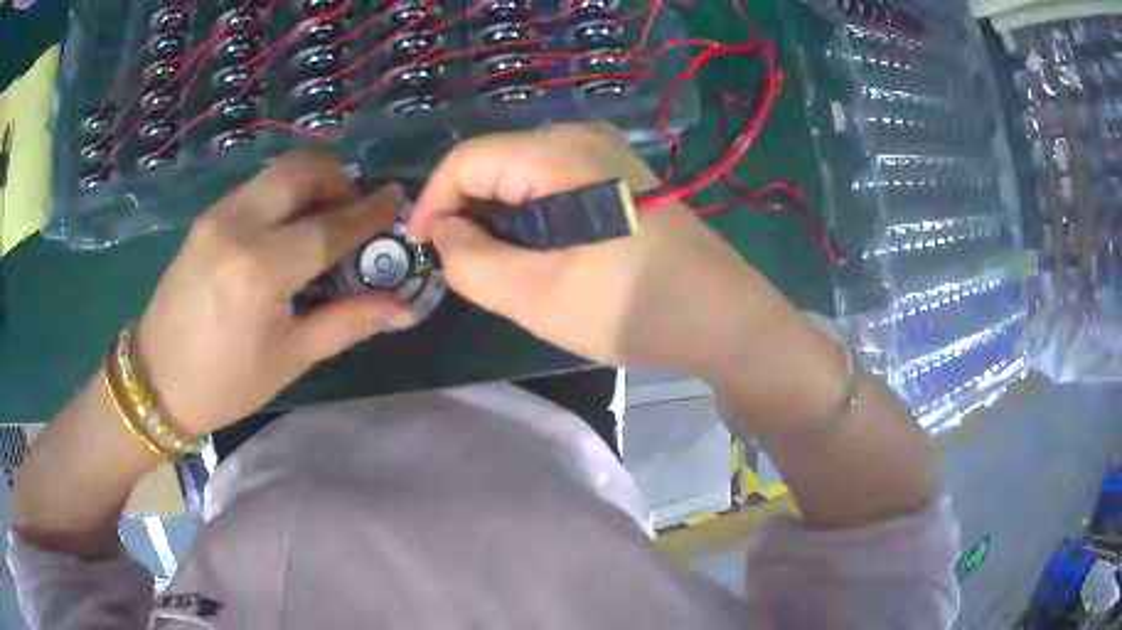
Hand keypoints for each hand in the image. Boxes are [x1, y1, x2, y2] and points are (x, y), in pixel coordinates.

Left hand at [136, 150, 416, 437]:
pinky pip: (257, 187)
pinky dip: (284, 194)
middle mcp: (238, 226)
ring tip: (323, 220)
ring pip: (278, 171)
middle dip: (339, 179)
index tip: (396, 199)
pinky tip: (288, 229)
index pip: (329, 226)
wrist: (156, 380)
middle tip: (353, 212)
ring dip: (312, 183)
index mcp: (260, 270)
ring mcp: (217, 215)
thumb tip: (402, 309)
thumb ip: (348, 322)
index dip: (369, 212)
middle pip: (302, 170)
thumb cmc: (225, 383)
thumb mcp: (290, 358)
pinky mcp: (206, 217)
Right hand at [409, 123, 795, 371]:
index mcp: (557, 153)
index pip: (466, 159)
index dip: (431, 201)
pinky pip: (554, 184)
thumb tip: (443, 233)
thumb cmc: (629, 306)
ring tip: (497, 265)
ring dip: (498, 217)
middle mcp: (581, 137)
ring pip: (522, 176)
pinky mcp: (621, 177)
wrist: (721, 316)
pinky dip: (530, 216)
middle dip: (466, 212)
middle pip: (494, 164)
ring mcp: (607, 155)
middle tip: (460, 266)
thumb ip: (469, 261)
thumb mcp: (534, 294)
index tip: (420, 248)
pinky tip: (537, 252)